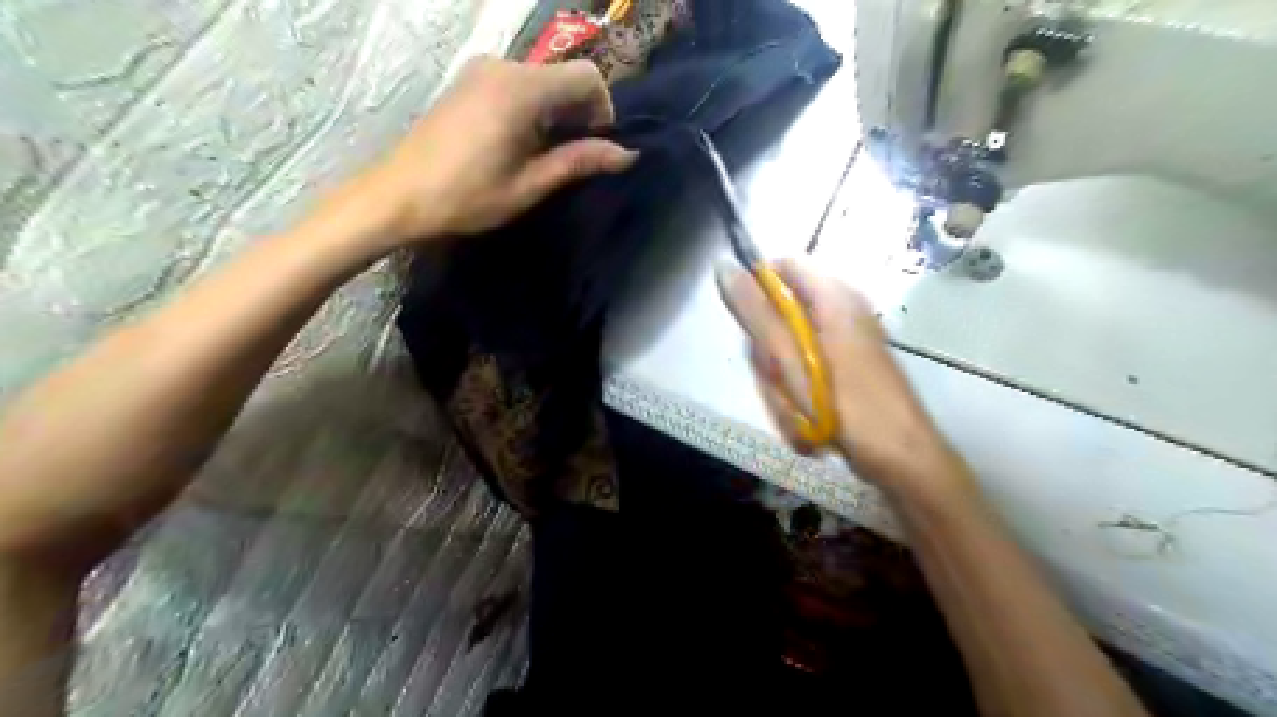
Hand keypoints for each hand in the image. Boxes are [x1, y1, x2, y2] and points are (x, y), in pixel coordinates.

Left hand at [337, 57, 637, 247]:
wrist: (399, 194)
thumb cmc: (467, 196)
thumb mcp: (529, 185)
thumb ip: (578, 162)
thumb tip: (626, 154)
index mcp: (521, 90)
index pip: (586, 77)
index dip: (603, 109)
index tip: (595, 146)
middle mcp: (503, 66)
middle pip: (564, 76)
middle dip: (579, 113)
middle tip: (572, 158)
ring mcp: (482, 69)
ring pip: (542, 80)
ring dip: (555, 112)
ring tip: (543, 155)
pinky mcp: (469, 80)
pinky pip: (518, 83)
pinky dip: (533, 107)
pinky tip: (519, 142)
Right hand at [716, 261, 967, 501]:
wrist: (901, 457)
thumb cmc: (847, 405)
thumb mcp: (792, 359)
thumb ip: (757, 314)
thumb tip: (724, 266)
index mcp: (833, 298)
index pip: (782, 267)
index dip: (757, 291)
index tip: (749, 330)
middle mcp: (840, 313)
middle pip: (780, 314)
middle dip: (769, 354)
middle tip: (779, 380)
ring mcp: (844, 343)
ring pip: (787, 350)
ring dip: (781, 383)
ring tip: (797, 409)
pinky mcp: (844, 370)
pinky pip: (803, 372)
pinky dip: (797, 395)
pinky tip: (807, 419)